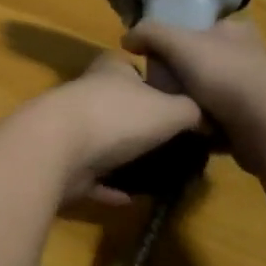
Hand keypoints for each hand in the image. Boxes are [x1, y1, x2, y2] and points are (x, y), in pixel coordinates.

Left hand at [7, 52, 203, 206]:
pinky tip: (132, 198)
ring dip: (125, 156)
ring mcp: (72, 128)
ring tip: (159, 172)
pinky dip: (110, 187)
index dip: (155, 81)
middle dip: (141, 122)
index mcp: (111, 70)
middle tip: (175, 144)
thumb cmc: (118, 116)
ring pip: (104, 141)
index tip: (179, 103)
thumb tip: (207, 118)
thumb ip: (192, 111)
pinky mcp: (64, 163)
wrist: (58, 147)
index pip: (134, 67)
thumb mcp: (171, 109)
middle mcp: (89, 94)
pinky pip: (94, 176)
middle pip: (119, 105)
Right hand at [122, 16, 265, 173]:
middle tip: (157, 87)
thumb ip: (149, 33)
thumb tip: (127, 39)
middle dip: (178, 76)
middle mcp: (246, 56)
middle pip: (198, 62)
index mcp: (233, 30)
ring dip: (189, 104)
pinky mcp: (253, 123)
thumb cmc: (224, 74)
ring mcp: (252, 91)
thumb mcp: (177, 42)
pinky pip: (217, 122)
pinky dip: (202, 128)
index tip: (152, 56)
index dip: (172, 38)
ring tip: (169, 112)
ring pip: (206, 93)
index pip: (196, 27)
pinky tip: (187, 132)